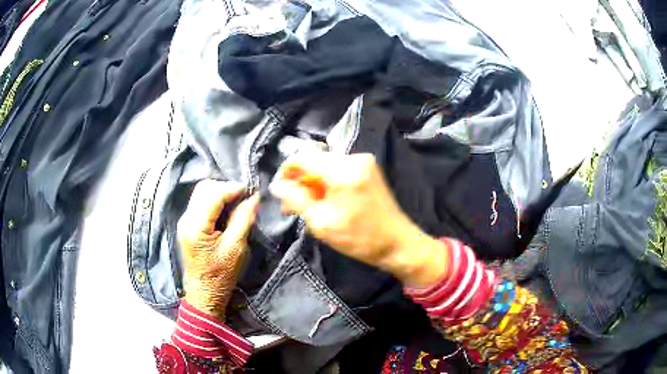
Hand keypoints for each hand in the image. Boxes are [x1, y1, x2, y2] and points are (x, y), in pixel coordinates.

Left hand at [177, 180, 259, 318]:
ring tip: (237, 202)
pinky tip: (226, 209)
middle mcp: (186, 219)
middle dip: (226, 187)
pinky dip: (215, 200)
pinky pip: (200, 202)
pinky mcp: (187, 224)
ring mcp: (185, 220)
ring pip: (201, 192)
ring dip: (220, 192)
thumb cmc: (221, 275)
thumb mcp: (236, 248)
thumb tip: (254, 198)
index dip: (233, 188)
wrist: (204, 292)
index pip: (213, 194)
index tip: (251, 192)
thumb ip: (243, 219)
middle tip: (244, 197)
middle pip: (204, 188)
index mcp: (196, 226)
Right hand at [269, 152, 447, 287]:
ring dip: (312, 184)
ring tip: (306, 208)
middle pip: (314, 160)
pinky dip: (326, 184)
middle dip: (299, 181)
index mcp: (343, 170)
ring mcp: (363, 162)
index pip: (303, 157)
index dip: (286, 171)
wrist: (397, 243)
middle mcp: (354, 158)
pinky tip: (323, 202)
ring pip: (325, 166)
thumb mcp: (322, 222)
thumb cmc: (360, 238)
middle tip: (291, 207)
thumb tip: (276, 185)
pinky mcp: (368, 169)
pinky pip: (338, 170)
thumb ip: (296, 199)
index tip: (279, 191)